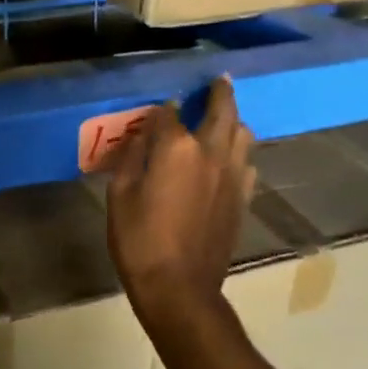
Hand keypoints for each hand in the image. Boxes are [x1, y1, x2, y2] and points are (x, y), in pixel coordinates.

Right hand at [105, 76, 254, 336]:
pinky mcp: (242, 198)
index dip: (161, 109)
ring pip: (243, 135)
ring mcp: (232, 176)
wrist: (180, 288)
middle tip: (220, 79)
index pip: (169, 113)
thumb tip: (144, 134)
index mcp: (176, 148)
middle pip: (222, 111)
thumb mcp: (119, 195)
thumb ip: (132, 157)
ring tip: (226, 116)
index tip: (157, 108)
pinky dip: (240, 152)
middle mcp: (211, 153)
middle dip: (220, 92)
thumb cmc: (139, 241)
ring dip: (235, 120)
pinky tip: (231, 157)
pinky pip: (248, 164)